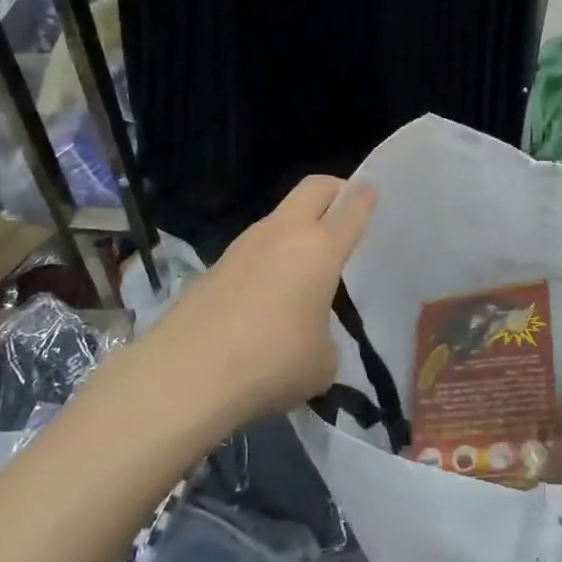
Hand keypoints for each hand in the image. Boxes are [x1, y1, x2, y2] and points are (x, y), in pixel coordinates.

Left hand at [150, 175, 376, 426]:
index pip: (351, 208)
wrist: (187, 373)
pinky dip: (270, 258)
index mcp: (320, 248)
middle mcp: (283, 233)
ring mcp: (244, 245)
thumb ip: (327, 337)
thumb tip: (312, 335)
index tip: (373, 191)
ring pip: (281, 217)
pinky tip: (270, 295)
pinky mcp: (216, 266)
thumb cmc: (273, 361)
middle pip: (314, 188)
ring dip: (299, 227)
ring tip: (307, 265)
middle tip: (346, 210)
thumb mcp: (323, 361)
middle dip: (335, 189)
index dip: (366, 197)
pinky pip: (255, 249)